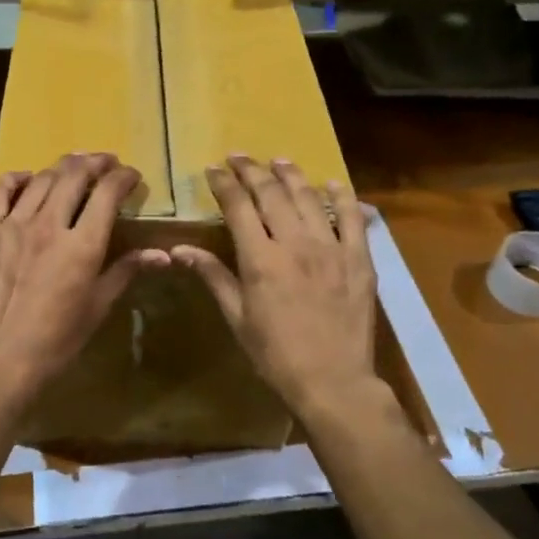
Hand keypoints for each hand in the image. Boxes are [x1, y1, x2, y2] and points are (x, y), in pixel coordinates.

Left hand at [0, 153, 166, 401]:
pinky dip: (16, 179)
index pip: (108, 193)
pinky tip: (26, 179)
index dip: (123, 178)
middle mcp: (48, 224)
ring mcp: (12, 224)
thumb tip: (162, 254)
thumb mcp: (98, 306)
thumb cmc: (57, 339)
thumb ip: (126, 271)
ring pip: (41, 179)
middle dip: (95, 163)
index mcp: (82, 244)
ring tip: (73, 167)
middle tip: (106, 163)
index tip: (131, 177)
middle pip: (74, 175)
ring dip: (62, 168)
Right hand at [173, 157, 377, 417]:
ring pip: (309, 198)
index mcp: (261, 259)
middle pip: (272, 194)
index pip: (238, 207)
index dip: (224, 184)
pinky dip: (342, 196)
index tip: (214, 169)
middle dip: (252, 170)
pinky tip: (333, 184)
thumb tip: (180, 250)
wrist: (333, 381)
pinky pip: (354, 218)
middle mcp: (296, 243)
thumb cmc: (276, 355)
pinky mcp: (359, 258)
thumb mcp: (238, 318)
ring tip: (279, 161)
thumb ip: (214, 277)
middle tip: (239, 157)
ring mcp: (332, 248)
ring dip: (291, 175)